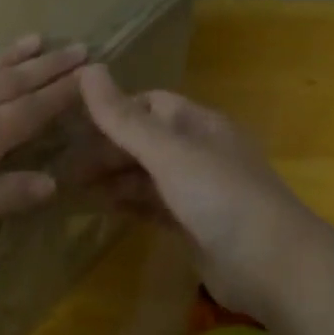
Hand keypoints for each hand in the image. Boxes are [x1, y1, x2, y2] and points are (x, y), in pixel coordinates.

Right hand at [77, 64, 320, 317]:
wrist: (271, 265)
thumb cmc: (220, 197)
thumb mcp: (169, 153)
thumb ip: (125, 119)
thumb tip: (87, 69)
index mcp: (199, 125)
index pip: (151, 105)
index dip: (114, 111)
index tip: (72, 125)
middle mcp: (199, 152)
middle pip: (145, 141)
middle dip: (107, 150)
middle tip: (62, 166)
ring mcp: (197, 191)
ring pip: (146, 175)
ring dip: (113, 178)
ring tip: (71, 188)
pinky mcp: (193, 225)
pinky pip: (153, 206)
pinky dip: (128, 204)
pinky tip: (101, 209)